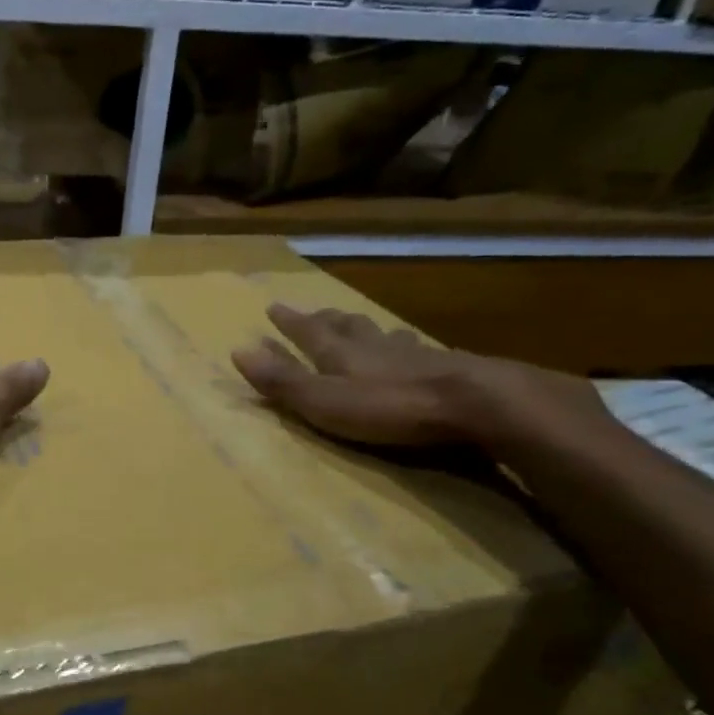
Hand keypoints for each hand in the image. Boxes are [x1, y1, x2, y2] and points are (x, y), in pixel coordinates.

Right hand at [230, 303, 594, 449]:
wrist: (475, 403)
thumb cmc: (390, 407)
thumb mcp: (323, 401)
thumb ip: (283, 380)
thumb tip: (237, 350)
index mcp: (340, 355)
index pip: (308, 333)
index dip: (290, 323)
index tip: (273, 307)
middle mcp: (374, 347)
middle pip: (346, 327)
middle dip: (327, 320)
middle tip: (317, 311)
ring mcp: (414, 356)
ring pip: (383, 335)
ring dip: (368, 330)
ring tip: (363, 326)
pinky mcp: (448, 369)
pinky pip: (418, 351)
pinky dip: (406, 347)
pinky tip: (416, 350)